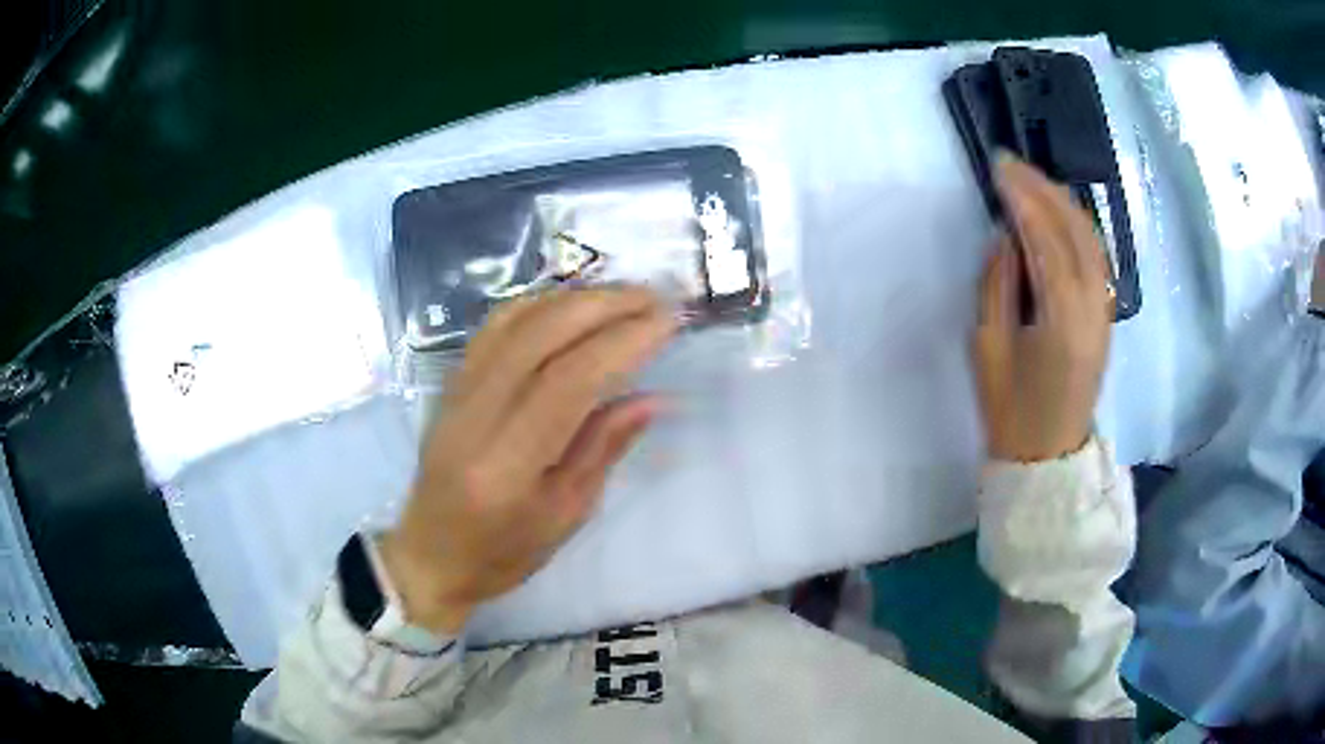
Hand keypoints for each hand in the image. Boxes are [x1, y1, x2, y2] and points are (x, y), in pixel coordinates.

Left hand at [381, 287, 674, 633]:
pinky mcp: (450, 382)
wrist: (430, 554)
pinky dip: (539, 304)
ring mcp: (455, 392)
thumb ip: (603, 449)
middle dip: (605, 306)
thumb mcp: (564, 516)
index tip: (667, 323)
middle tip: (655, 298)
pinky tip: (570, 304)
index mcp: (506, 465)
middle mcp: (474, 416)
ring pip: (516, 320)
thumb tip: (652, 398)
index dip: (622, 343)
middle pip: (541, 335)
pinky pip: (495, 326)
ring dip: (574, 298)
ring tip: (623, 297)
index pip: (568, 382)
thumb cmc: (501, 553)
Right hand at [973, 156, 1112, 462]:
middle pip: (1075, 230)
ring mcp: (1105, 309)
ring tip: (1031, 179)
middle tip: (1011, 163)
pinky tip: (1058, 212)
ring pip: (1091, 239)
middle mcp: (1093, 307)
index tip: (999, 167)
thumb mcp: (987, 346)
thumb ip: (996, 283)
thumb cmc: (1010, 408)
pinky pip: (1097, 256)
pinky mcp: (1106, 314)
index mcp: (1062, 319)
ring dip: (1062, 201)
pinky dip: (1077, 225)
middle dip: (1043, 189)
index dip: (1022, 198)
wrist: (1048, 454)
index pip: (1046, 240)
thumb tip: (1007, 236)